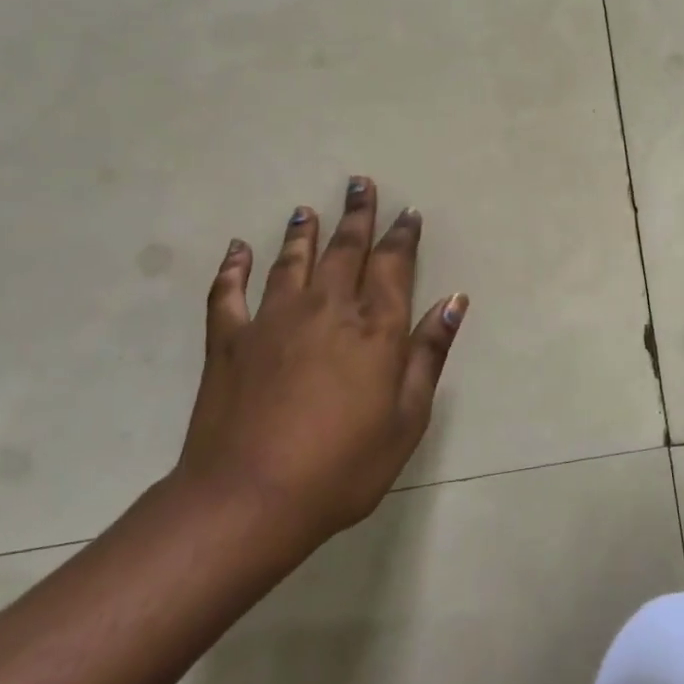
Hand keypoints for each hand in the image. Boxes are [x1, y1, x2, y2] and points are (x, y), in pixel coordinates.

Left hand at [175, 177, 466, 556]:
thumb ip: (429, 353)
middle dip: (357, 215)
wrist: (248, 500)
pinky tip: (238, 248)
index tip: (409, 212)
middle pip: (345, 249)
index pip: (394, 265)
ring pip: (291, 260)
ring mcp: (273, 319)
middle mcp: (326, 308)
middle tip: (360, 183)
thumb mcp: (406, 418)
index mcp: (373, 327)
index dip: (403, 236)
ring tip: (308, 208)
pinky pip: (229, 292)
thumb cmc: (342, 467)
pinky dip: (233, 267)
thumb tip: (454, 300)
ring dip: (303, 231)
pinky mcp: (229, 340)